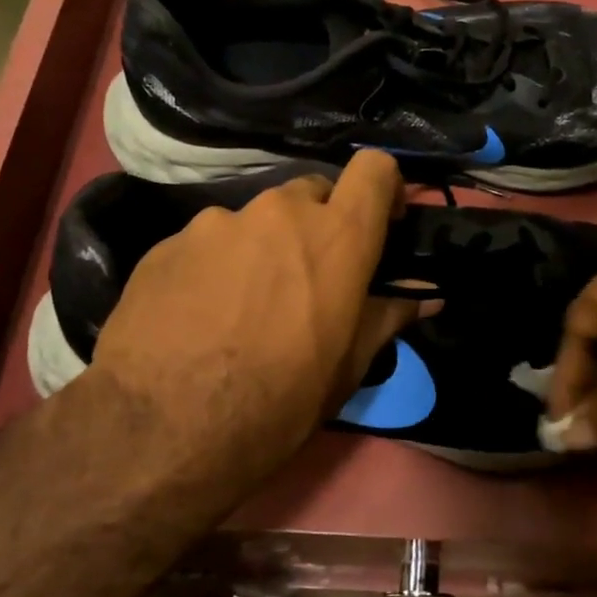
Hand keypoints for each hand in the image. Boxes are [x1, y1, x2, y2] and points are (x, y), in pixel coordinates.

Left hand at [89, 150, 418, 500]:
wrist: (167, 428)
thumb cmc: (281, 399)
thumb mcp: (349, 365)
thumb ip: (390, 315)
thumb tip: (428, 296)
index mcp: (336, 236)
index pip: (374, 169)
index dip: (384, 187)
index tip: (381, 221)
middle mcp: (278, 213)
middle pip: (312, 193)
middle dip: (319, 225)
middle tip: (310, 277)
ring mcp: (217, 223)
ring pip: (256, 221)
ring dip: (263, 249)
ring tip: (246, 305)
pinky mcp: (167, 244)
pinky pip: (207, 244)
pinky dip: (216, 267)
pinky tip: (202, 316)